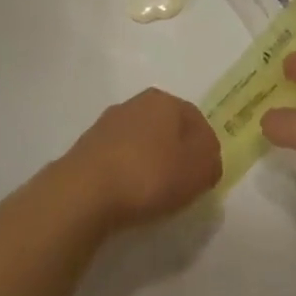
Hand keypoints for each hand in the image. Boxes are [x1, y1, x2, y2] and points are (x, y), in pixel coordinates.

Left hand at [59, 88, 220, 234]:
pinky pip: (118, 158)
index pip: (196, 119)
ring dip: (150, 162)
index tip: (205, 175)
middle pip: (167, 127)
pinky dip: (127, 173)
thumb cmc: (149, 175)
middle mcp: (136, 103)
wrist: (84, 192)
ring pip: (141, 141)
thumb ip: (212, 160)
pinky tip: (127, 195)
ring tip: (153, 194)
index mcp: (165, 100)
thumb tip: (208, 158)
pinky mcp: (87, 147)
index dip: (205, 147)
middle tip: (182, 184)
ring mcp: (108, 123)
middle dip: (177, 152)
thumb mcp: (198, 171)